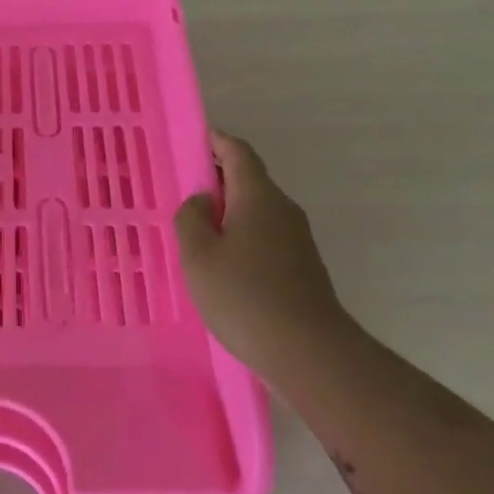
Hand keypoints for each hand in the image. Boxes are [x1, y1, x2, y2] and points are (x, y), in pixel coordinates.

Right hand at [175, 132, 347, 376]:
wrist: (309, 352)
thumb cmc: (244, 296)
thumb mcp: (198, 255)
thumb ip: (191, 218)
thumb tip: (203, 200)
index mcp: (258, 196)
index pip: (238, 152)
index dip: (216, 142)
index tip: (194, 141)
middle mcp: (282, 209)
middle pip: (249, 180)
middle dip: (218, 179)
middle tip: (184, 192)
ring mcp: (297, 239)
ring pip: (256, 211)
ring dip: (228, 212)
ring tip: (196, 232)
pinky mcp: (301, 266)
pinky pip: (265, 236)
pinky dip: (241, 236)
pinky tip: (222, 264)